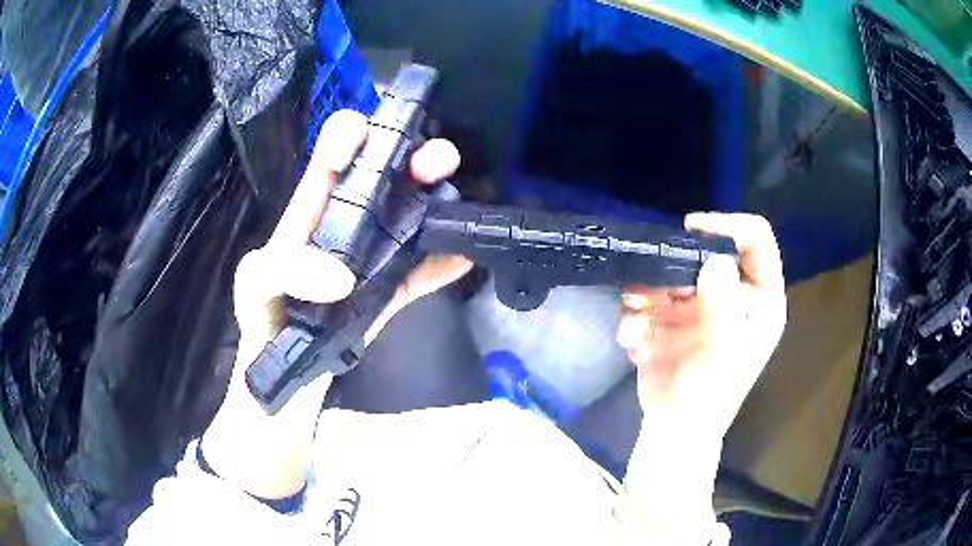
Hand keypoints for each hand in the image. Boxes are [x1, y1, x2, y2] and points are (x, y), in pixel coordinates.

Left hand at [202, 110, 470, 498]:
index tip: (367, 135)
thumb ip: (283, 268)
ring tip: (461, 197)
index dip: (347, 136)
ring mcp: (369, 260)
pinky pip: (419, 274)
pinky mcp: (387, 294)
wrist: (287, 380)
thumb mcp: (256, 286)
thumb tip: (343, 275)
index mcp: (308, 214)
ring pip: (408, 221)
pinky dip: (442, 266)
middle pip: (382, 181)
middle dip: (411, 158)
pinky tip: (466, 257)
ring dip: (436, 203)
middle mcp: (343, 227)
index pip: (328, 160)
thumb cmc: (263, 323)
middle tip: (438, 160)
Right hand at [616, 212, 785, 436]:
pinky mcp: (672, 318)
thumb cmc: (710, 395)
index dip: (728, 225)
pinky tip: (633, 342)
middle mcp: (733, 294)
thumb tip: (714, 260)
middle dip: (673, 266)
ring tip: (637, 323)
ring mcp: (701, 305)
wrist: (673, 430)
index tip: (691, 230)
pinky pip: (649, 298)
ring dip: (647, 293)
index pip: (755, 239)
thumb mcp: (724, 349)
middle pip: (707, 252)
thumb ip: (724, 303)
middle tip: (650, 288)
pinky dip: (636, 317)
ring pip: (672, 272)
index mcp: (759, 298)